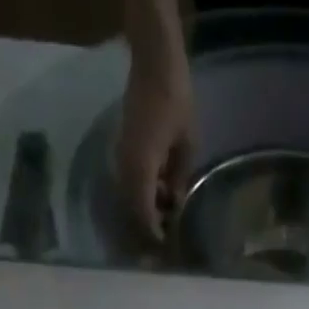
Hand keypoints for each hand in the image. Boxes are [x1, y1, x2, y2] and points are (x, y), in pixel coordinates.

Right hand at [115, 57, 194, 242]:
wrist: (153, 61)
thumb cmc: (176, 99)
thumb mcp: (187, 145)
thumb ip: (179, 178)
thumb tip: (174, 204)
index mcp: (142, 168)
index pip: (143, 213)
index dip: (153, 234)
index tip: (164, 247)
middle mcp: (126, 166)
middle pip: (132, 210)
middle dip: (146, 229)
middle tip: (163, 243)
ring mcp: (121, 157)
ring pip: (129, 198)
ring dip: (145, 212)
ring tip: (164, 222)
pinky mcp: (122, 149)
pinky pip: (130, 183)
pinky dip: (142, 196)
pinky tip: (159, 197)